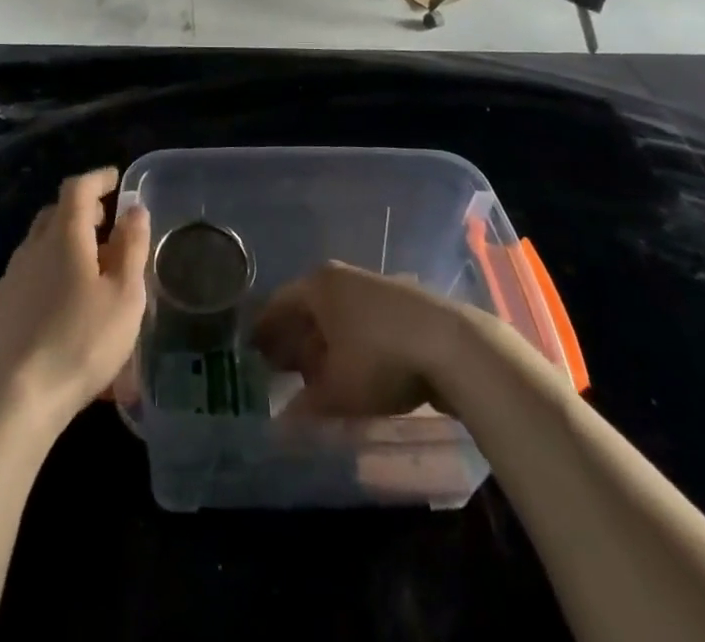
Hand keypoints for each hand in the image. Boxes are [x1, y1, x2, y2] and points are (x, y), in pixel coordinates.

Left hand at [0, 168, 149, 436]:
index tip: (116, 180)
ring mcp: (10, 280)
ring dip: (65, 244)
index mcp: (63, 236)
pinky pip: (29, 276)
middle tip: (107, 224)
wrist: (12, 402)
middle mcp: (32, 248)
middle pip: (55, 213)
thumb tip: (134, 210)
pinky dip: (50, 274)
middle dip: (82, 211)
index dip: (98, 179)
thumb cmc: (80, 342)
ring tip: (91, 269)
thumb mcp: (124, 296)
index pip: (77, 188)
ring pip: (40, 246)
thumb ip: (132, 247)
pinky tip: (62, 306)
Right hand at [252, 261, 467, 418]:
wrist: (451, 344)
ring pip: (337, 315)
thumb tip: (278, 428)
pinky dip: (350, 344)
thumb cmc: (379, 358)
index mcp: (318, 285)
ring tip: (317, 378)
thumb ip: (305, 408)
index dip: (264, 330)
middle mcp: (341, 277)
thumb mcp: (338, 391)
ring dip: (324, 345)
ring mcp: (373, 287)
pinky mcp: (401, 304)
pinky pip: (361, 322)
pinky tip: (354, 373)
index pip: (279, 304)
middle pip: (307, 308)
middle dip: (294, 339)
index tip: (252, 353)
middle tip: (280, 369)